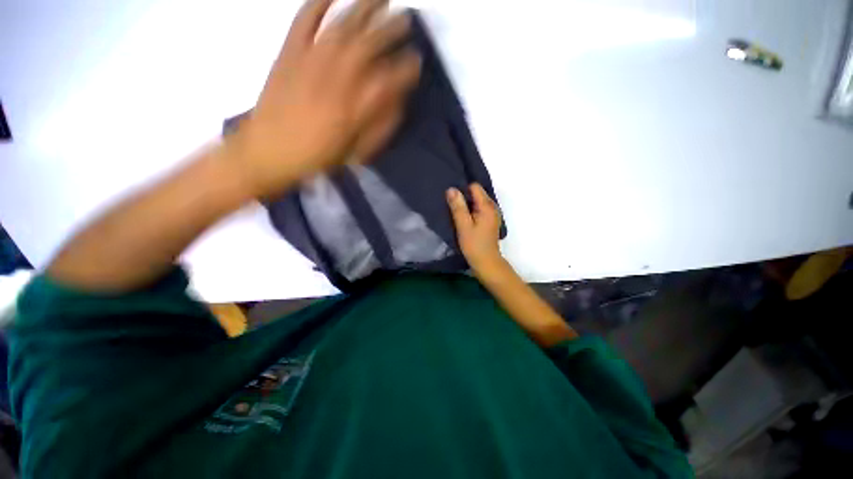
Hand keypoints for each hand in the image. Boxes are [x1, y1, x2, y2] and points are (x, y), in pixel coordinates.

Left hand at [224, 0, 420, 197]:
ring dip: (364, 7)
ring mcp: (310, 61)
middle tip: (405, 19)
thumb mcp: (354, 151)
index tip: (416, 61)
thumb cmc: (316, 156)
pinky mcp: (288, 52)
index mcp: (354, 109)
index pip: (388, 81)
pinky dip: (318, 3)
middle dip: (390, 30)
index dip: (405, 69)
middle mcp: (336, 79)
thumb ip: (378, 127)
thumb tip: (397, 104)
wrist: (269, 150)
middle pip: (368, 46)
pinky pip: (304, 20)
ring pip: (342, 26)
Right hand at [447, 184, 504, 275]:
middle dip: (464, 196)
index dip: (462, 189)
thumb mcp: (463, 226)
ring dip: (467, 204)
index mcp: (487, 206)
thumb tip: (451, 189)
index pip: (474, 187)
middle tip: (451, 205)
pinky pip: (479, 209)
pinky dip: (471, 211)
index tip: (452, 197)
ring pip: (477, 201)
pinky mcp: (489, 221)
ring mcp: (492, 214)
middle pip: (477, 193)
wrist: (486, 262)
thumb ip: (458, 207)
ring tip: (456, 211)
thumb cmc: (474, 245)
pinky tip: (463, 218)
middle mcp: (492, 207)